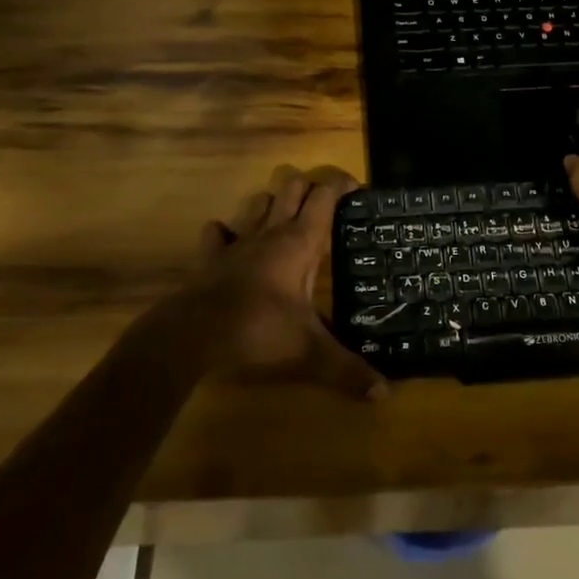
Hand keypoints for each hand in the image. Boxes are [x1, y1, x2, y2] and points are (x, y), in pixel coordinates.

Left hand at [185, 164, 387, 399]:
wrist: (193, 334)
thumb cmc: (258, 330)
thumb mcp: (309, 352)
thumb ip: (346, 370)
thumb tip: (384, 394)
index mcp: (300, 243)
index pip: (324, 196)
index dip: (341, 185)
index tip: (357, 188)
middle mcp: (271, 232)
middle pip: (291, 187)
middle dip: (309, 186)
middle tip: (326, 203)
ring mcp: (238, 242)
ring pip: (257, 202)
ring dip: (272, 202)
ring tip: (286, 217)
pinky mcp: (211, 257)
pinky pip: (218, 232)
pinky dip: (227, 232)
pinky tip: (232, 240)